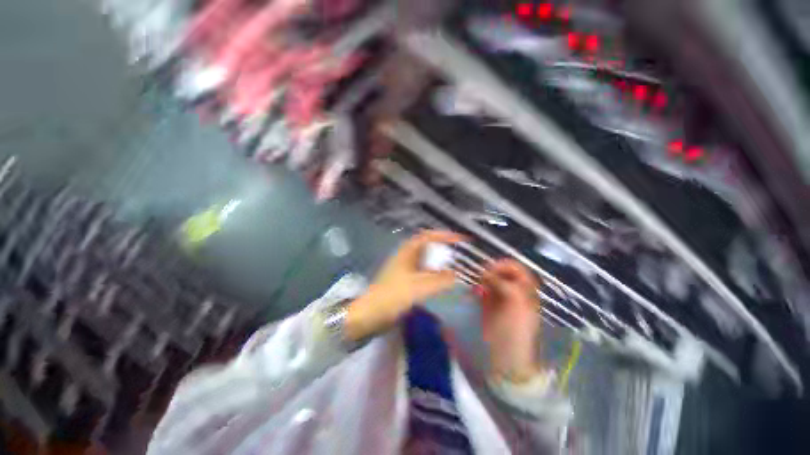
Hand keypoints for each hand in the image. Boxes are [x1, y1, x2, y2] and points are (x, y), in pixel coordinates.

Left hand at [345, 230, 466, 340]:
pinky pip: (423, 272)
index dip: (444, 235)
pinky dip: (434, 273)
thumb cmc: (394, 295)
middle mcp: (406, 256)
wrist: (372, 313)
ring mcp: (404, 268)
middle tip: (459, 254)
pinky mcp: (404, 280)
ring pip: (426, 260)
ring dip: (439, 261)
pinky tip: (441, 281)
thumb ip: (441, 280)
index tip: (460, 240)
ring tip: (454, 266)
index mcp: (408, 251)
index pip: (428, 236)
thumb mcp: (420, 286)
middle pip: (427, 246)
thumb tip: (456, 275)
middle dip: (444, 248)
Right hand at [479, 259, 542, 382]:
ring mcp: (500, 299)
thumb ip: (505, 285)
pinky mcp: (488, 306)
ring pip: (491, 280)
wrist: (505, 358)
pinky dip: (478, 287)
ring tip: (477, 283)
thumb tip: (486, 274)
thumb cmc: (514, 331)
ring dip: (483, 278)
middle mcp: (513, 292)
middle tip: (481, 276)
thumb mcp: (516, 306)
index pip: (516, 269)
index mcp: (525, 292)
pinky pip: (483, 290)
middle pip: (502, 272)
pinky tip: (474, 292)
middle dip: (491, 270)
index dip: (504, 265)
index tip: (489, 269)